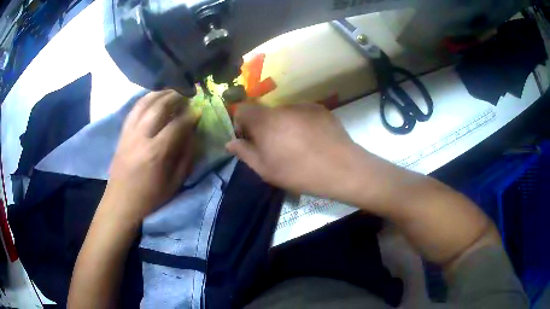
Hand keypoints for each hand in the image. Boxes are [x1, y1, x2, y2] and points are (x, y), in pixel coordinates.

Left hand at [105, 90, 199, 220]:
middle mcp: (141, 137)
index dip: (190, 115)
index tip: (199, 111)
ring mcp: (129, 133)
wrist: (121, 202)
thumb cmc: (150, 197)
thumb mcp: (175, 183)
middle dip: (176, 97)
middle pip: (159, 107)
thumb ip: (186, 157)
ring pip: (144, 103)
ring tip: (172, 92)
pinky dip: (145, 100)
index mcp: (156, 153)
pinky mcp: (122, 133)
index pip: (177, 124)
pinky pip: (134, 110)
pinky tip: (153, 98)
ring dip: (160, 94)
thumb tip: (193, 135)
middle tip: (187, 94)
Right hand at [226, 103, 359, 197]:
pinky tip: (313, 140)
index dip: (241, 123)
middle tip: (275, 148)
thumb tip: (231, 142)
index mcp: (266, 120)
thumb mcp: (266, 169)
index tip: (249, 140)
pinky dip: (301, 123)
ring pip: (285, 113)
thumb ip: (245, 153)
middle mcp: (283, 107)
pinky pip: (302, 114)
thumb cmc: (299, 172)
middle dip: (264, 127)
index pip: (243, 109)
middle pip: (265, 112)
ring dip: (284, 125)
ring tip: (298, 146)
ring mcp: (304, 106)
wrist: (342, 168)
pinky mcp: (321, 109)